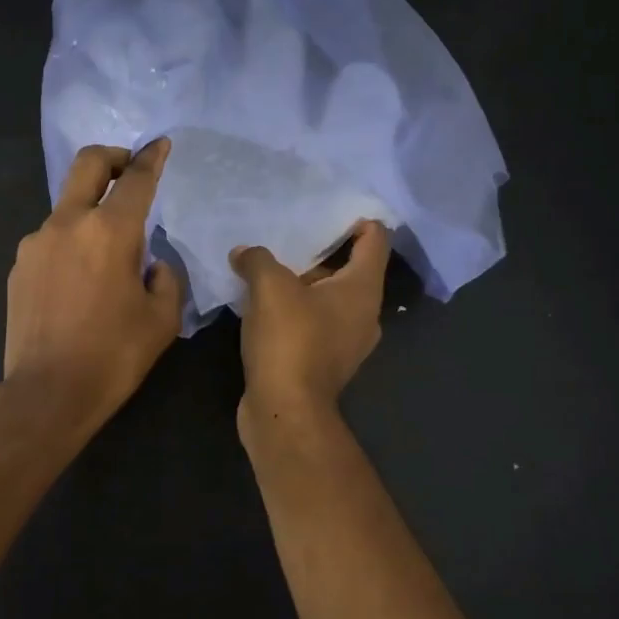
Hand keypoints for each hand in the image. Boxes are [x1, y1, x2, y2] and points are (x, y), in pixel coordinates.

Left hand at [4, 140, 183, 436]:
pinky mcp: (18, 266)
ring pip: (67, 206)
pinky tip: (78, 282)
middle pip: (88, 164)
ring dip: (90, 210)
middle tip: (129, 169)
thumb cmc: (114, 356)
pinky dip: (70, 243)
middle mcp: (68, 224)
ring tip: (106, 253)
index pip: (136, 179)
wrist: (47, 394)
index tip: (160, 145)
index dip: (152, 157)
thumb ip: (165, 278)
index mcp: (110, 232)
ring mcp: (36, 243)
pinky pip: (50, 239)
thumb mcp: (163, 320)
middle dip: (113, 157)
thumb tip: (151, 264)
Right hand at [230, 220, 391, 425]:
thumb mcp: (270, 287)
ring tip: (270, 265)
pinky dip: (295, 309)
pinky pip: (314, 323)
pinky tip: (264, 304)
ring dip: (304, 282)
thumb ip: (258, 259)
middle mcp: (364, 314)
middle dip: (320, 249)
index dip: (356, 218)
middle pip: (350, 268)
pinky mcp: (324, 362)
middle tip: (288, 232)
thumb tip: (243, 253)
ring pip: (329, 298)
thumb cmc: (290, 340)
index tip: (326, 207)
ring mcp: (347, 342)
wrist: (285, 411)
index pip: (375, 239)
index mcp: (363, 289)